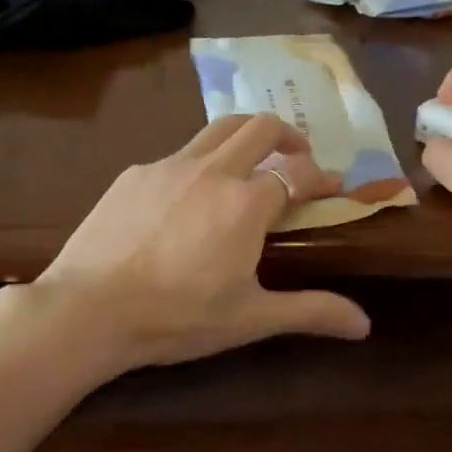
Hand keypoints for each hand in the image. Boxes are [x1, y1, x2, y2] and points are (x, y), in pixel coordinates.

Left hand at [36, 113, 370, 370]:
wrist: (87, 310)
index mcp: (246, 202)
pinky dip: (198, 163)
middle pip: (260, 126)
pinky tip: (187, 196)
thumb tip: (364, 324)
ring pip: (218, 128)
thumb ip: (311, 311)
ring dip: (244, 134)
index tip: (334, 186)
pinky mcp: (135, 173)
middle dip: (288, 133)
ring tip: (250, 156)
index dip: (322, 176)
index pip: (299, 172)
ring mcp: (169, 166)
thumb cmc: (177, 317)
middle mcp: (213, 170)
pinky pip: (177, 155)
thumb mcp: (250, 318)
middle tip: (296, 154)